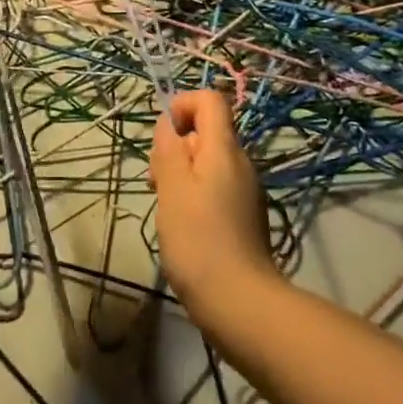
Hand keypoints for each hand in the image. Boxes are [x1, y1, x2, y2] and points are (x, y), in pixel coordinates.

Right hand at [150, 90, 280, 322]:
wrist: (240, 303)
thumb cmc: (199, 240)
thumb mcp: (172, 189)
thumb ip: (169, 150)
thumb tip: (168, 124)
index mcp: (224, 150)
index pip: (210, 100)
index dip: (182, 105)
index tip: (161, 136)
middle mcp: (241, 164)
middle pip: (206, 132)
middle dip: (175, 146)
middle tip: (156, 180)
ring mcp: (245, 192)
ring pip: (208, 162)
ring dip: (181, 174)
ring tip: (165, 206)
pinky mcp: (244, 217)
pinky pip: (215, 188)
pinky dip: (194, 195)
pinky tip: (183, 226)